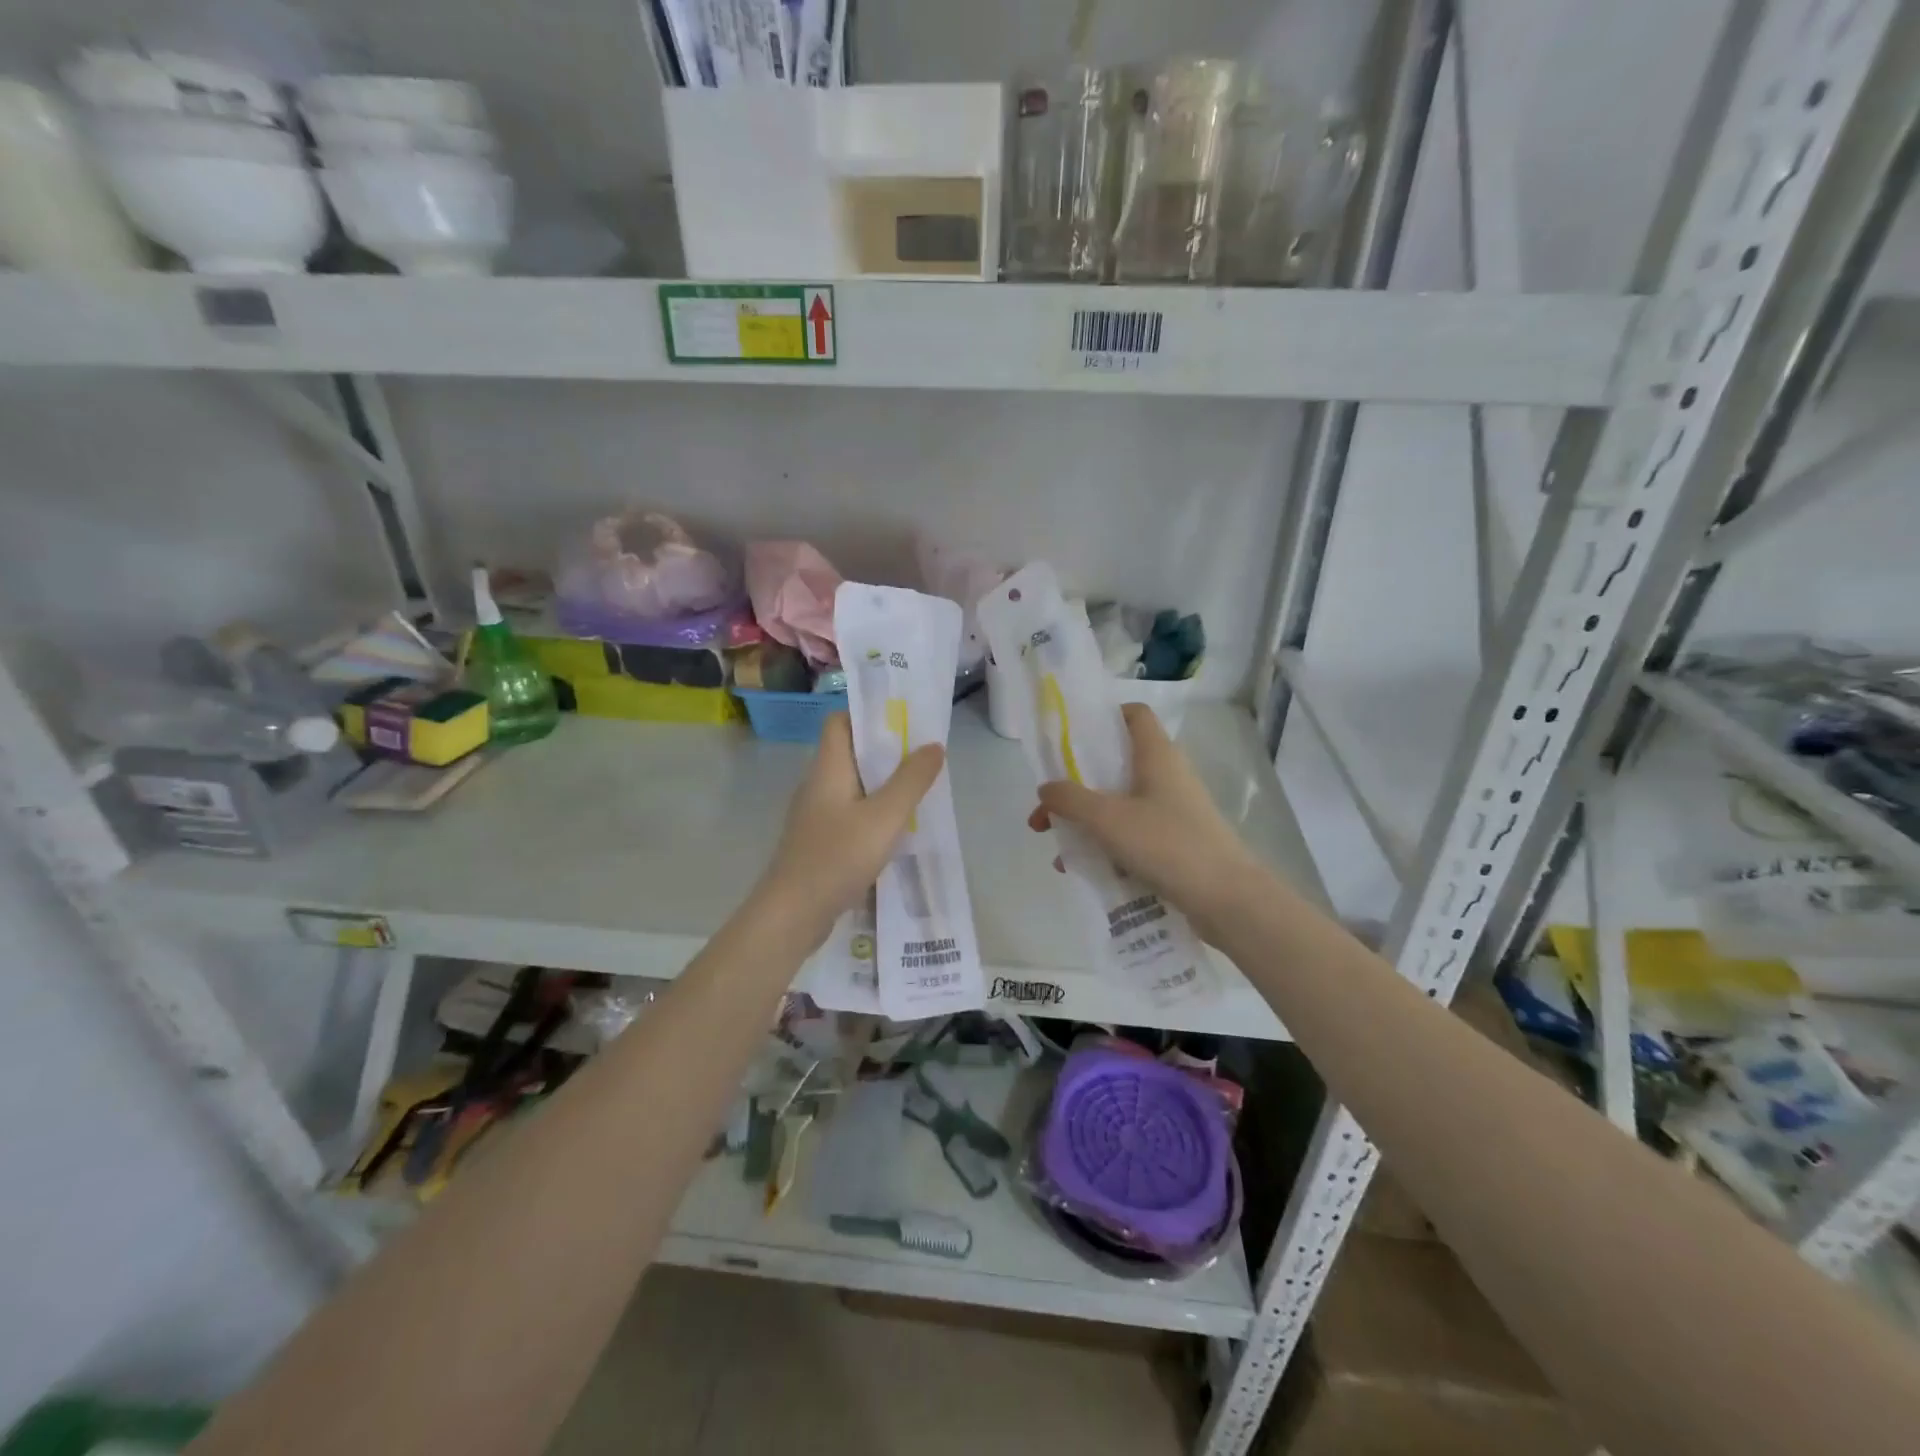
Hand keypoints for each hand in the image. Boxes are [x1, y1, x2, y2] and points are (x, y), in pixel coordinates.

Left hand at [757, 712, 944, 947]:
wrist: (792, 914)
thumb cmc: (837, 857)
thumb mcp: (885, 817)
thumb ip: (911, 780)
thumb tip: (933, 746)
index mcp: (828, 768)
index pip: (839, 721)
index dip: (868, 715)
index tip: (903, 721)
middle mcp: (818, 785)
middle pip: (850, 753)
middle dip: (886, 752)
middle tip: (923, 758)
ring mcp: (816, 815)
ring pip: (853, 786)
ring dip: (883, 785)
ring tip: (918, 792)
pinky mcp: (819, 842)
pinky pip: (850, 814)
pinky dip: (873, 813)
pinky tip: (896, 831)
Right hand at [1027, 703, 1262, 939]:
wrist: (1226, 899)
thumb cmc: (1167, 844)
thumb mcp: (1108, 819)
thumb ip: (1070, 799)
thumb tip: (1046, 788)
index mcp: (1156, 755)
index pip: (1133, 714)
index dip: (1103, 717)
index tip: (1070, 739)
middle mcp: (1167, 775)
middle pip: (1115, 764)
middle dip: (1075, 785)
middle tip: (1046, 810)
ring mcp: (1174, 810)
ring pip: (1120, 803)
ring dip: (1086, 820)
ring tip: (1057, 848)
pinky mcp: (1176, 841)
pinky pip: (1132, 833)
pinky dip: (1106, 844)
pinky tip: (1082, 870)